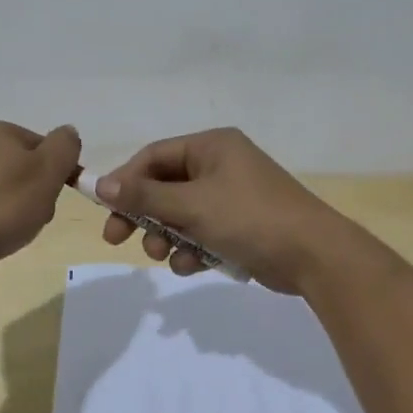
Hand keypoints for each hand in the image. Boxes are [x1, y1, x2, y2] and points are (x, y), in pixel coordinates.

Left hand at [0, 121, 80, 275]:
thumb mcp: (48, 171)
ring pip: (9, 188)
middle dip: (38, 192)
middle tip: (34, 215)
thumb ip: (65, 146)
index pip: (46, 147)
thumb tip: (68, 133)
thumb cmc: (4, 206)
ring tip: (13, 229)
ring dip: (20, 207)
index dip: (58, 173)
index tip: (54, 196)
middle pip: (27, 167)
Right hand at [96, 128, 351, 294]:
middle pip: (165, 186)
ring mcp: (232, 197)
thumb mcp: (192, 205)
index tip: (104, 209)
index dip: (125, 181)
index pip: (154, 156)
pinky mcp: (240, 226)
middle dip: (144, 215)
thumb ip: (145, 196)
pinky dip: (192, 249)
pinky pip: (202, 233)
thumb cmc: (249, 218)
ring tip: (165, 256)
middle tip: (117, 240)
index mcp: (212, 147)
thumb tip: (100, 184)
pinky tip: (192, 265)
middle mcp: (221, 165)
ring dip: (167, 236)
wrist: (313, 255)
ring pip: (181, 214)